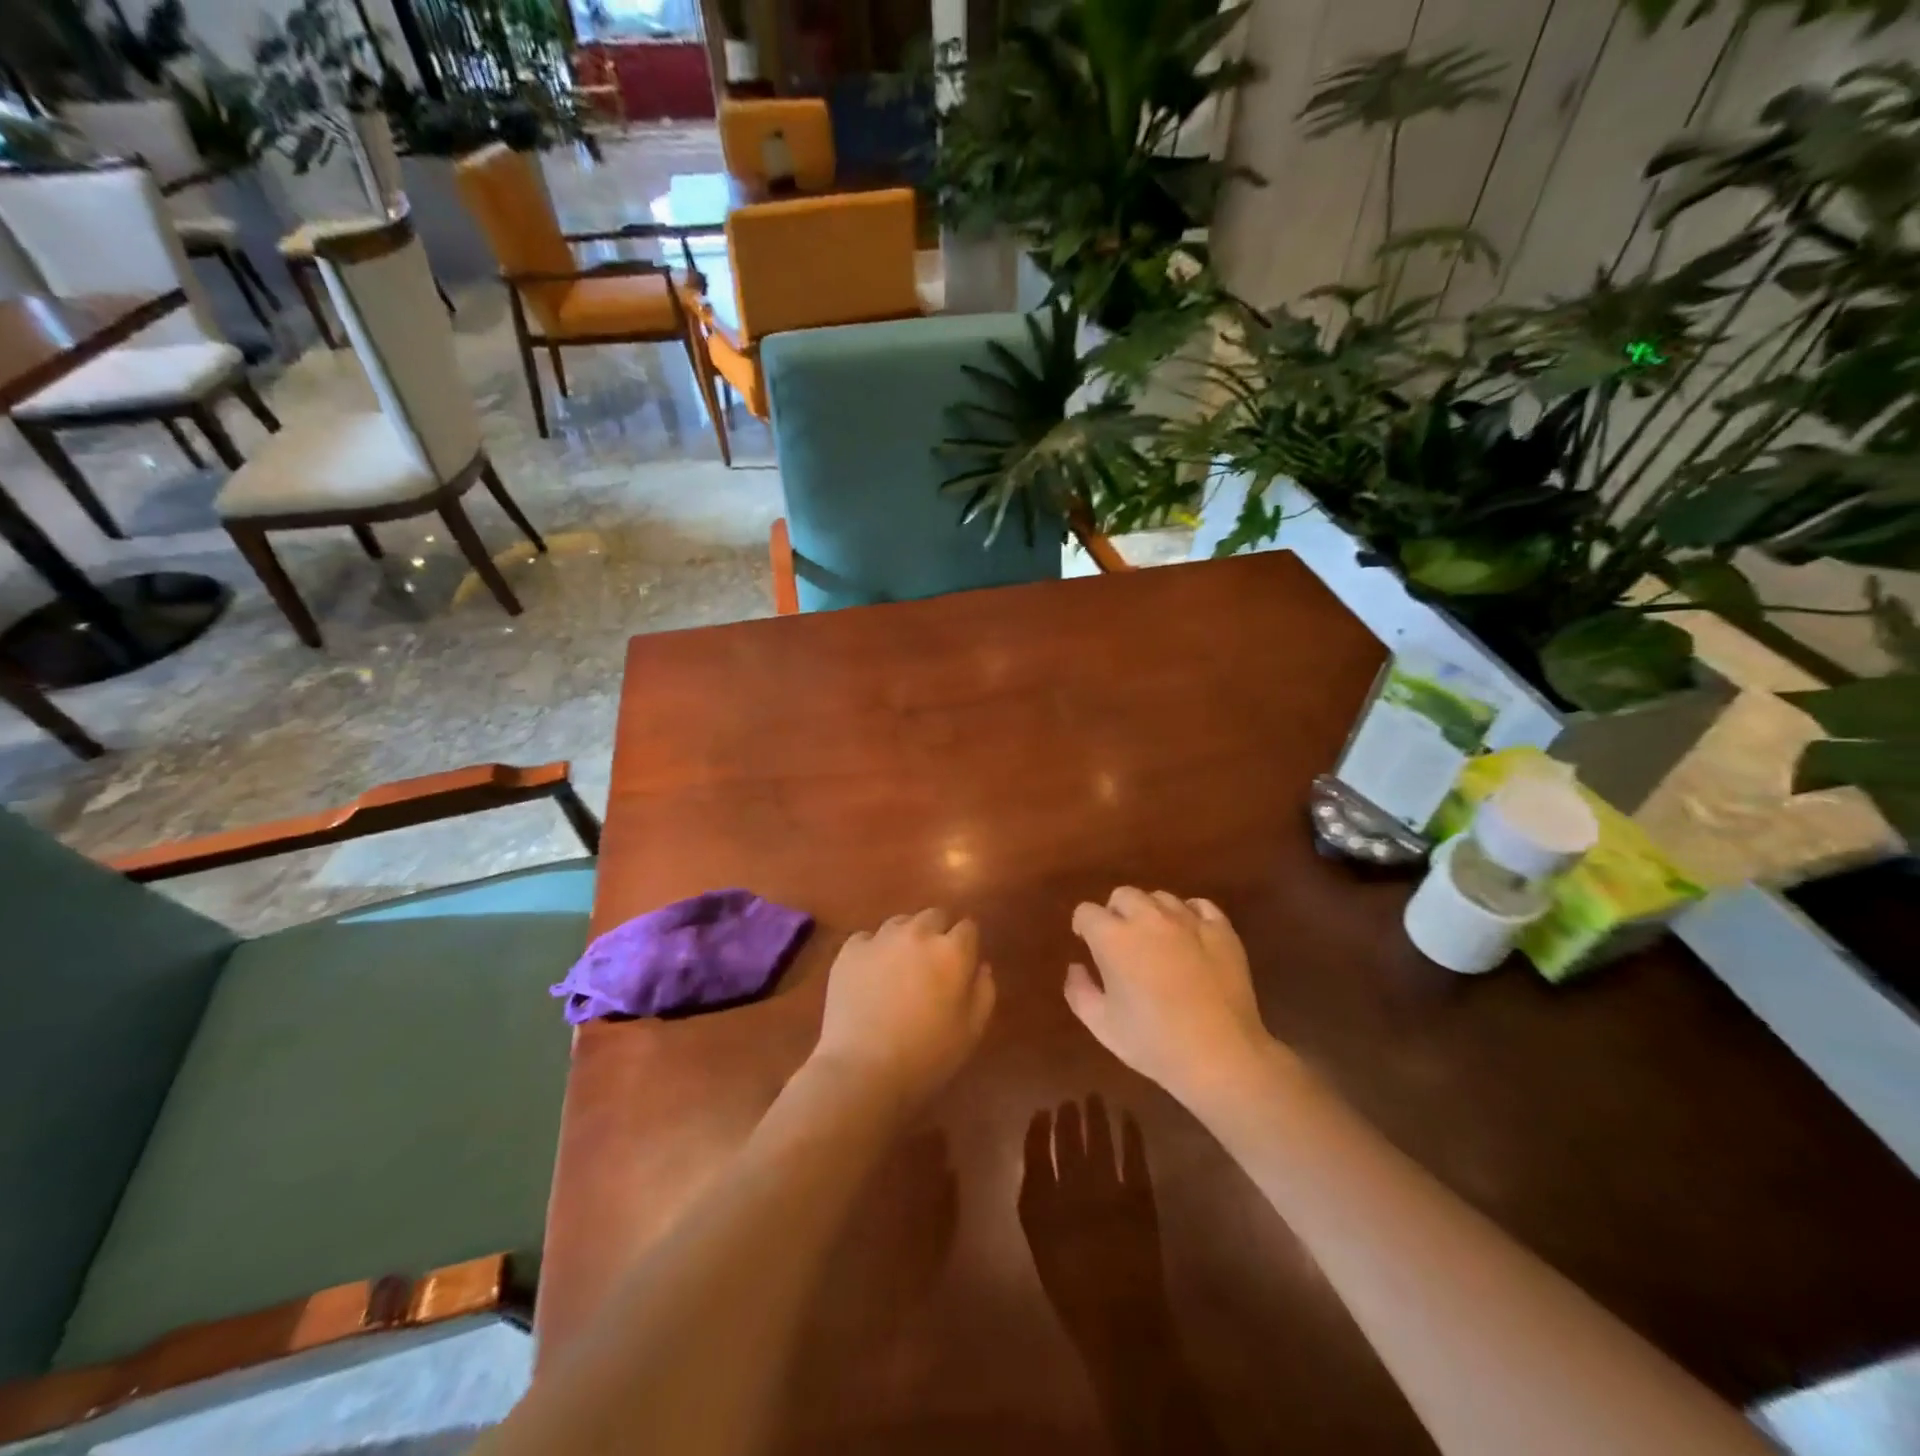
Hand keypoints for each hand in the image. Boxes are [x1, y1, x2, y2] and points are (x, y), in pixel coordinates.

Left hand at [812, 908, 995, 1110]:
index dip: (966, 945)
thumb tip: (981, 966)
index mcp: (952, 951)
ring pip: (900, 923)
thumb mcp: (972, 1031)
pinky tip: (869, 976)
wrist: (863, 1070)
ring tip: (899, 969)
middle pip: (934, 916)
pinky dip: (873, 951)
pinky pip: (867, 938)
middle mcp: (918, 933)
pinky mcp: (849, 950)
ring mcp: (880, 938)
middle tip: (931, 965)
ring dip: (906, 939)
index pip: (968, 927)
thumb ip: (984, 991)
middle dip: (938, 934)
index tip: (962, 964)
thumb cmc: (927, 1057)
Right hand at [1066, 889, 1274, 1108]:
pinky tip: (1189, 936)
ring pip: (1160, 898)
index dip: (1083, 926)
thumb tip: (1076, 966)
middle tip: (1121, 941)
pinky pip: (1199, 906)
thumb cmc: (1154, 1043)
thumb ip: (1079, 991)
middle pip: (1123, 895)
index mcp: (1113, 938)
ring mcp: (1188, 921)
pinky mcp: (1221, 930)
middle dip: (1115, 912)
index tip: (1086, 942)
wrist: (1221, 1056)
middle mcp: (1148, 918)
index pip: (1087, 912)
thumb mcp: (1102, 1026)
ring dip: (1151, 912)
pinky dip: (1189, 915)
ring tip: (1156, 939)